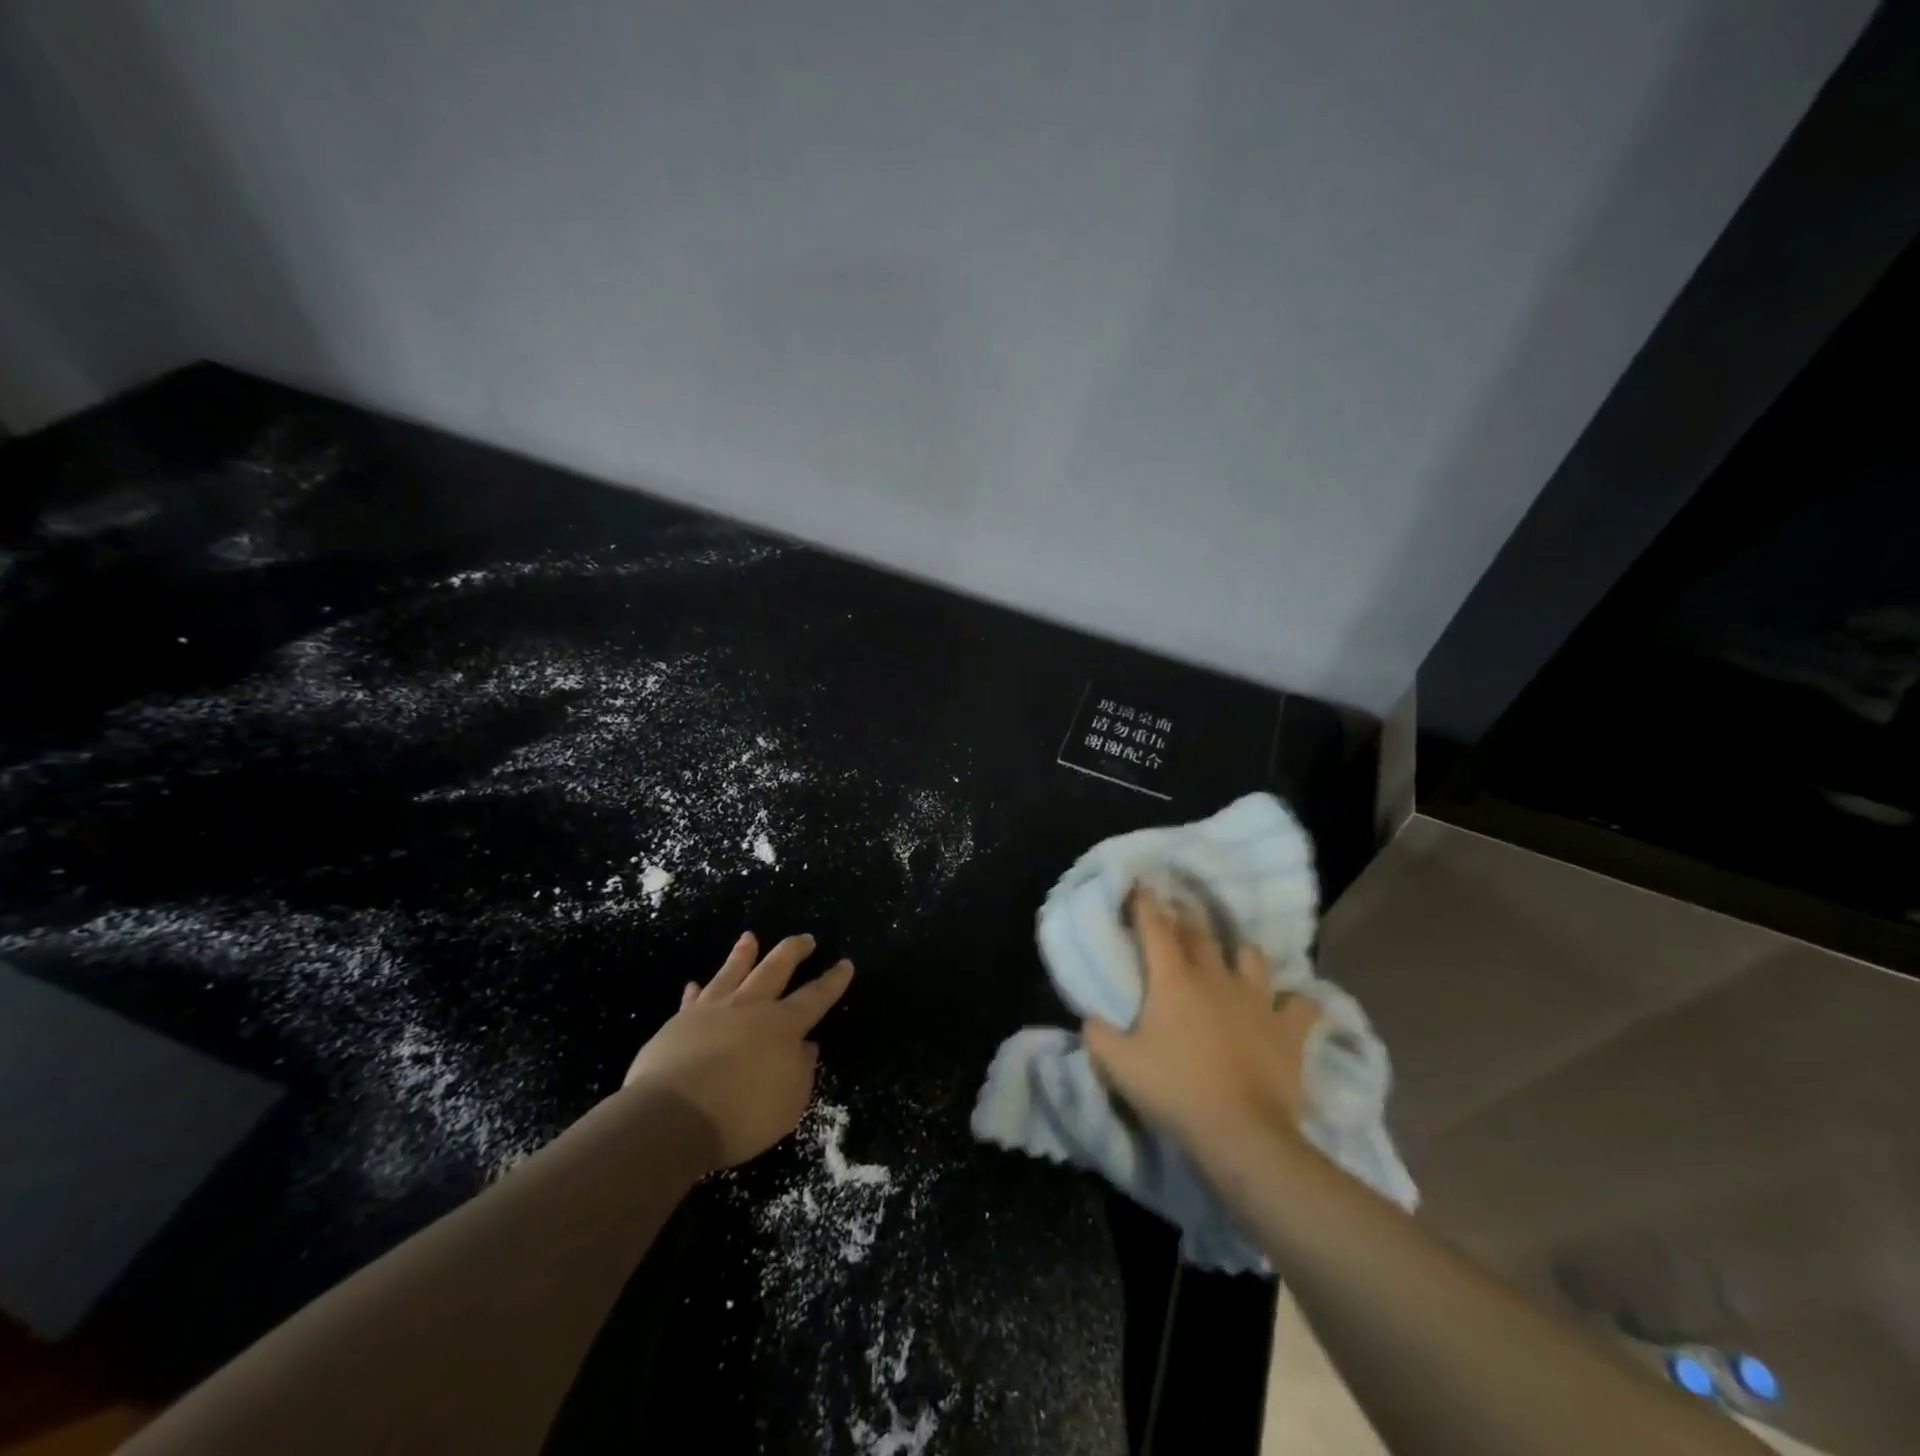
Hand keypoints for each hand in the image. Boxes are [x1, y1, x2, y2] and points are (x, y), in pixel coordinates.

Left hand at [621, 932, 853, 1169]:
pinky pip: (692, 1000)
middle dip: (794, 951)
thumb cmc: (741, 1115)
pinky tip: (694, 984)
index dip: (833, 981)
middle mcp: (751, 1008)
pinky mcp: (679, 1023)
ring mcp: (713, 1011)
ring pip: (733, 972)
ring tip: (750, 936)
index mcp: (783, 1026)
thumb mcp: (789, 1103)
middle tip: (806, 938)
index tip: (845, 963)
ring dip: (744, 954)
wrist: (672, 1117)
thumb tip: (807, 1046)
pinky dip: (696, 991)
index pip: (815, 997)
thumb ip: (802, 1071)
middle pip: (776, 968)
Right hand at [1082, 888, 1319, 1171]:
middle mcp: (1215, 977)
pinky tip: (1289, 1004)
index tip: (1141, 886)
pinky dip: (1294, 1001)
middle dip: (1186, 918)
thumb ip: (1097, 1035)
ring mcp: (1256, 1000)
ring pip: (1250, 957)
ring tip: (1233, 955)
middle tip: (1179, 911)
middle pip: (1200, 935)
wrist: (1241, 1132)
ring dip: (1239, 952)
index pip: (1155, 928)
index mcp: (1173, 980)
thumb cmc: (1175, 1090)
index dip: (1146, 904)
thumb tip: (1091, 1018)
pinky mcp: (1288, 1029)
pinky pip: (1300, 1004)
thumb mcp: (1118, 1065)